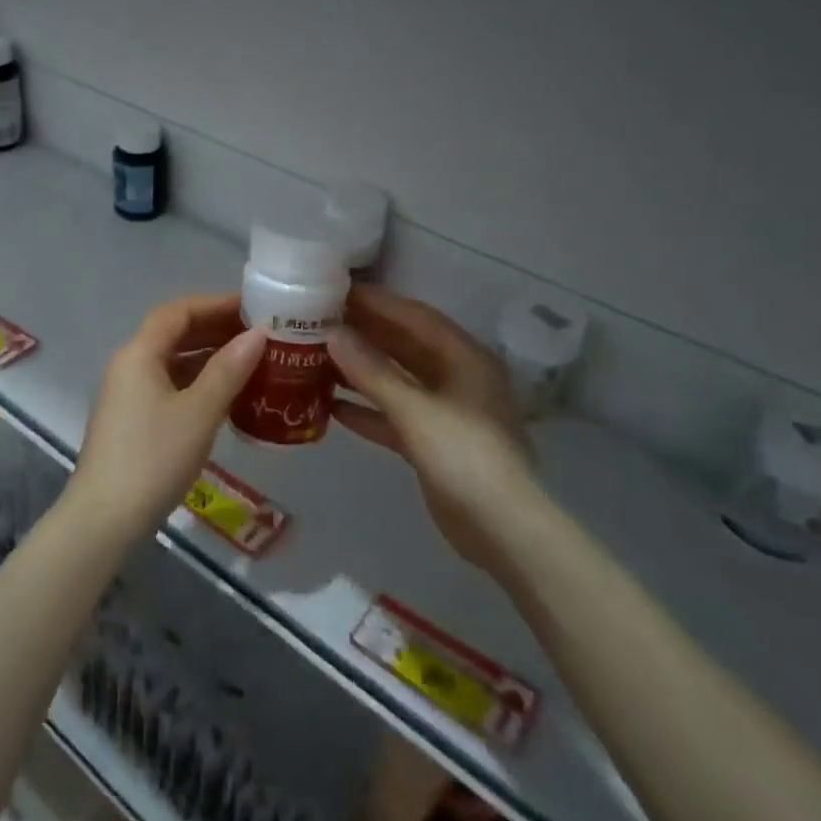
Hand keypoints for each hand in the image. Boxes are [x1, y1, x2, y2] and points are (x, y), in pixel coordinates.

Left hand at [68, 294, 263, 536]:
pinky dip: (197, 382)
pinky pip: (168, 385)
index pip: (178, 312)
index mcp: (139, 354)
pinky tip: (225, 395)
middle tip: (259, 334)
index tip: (253, 307)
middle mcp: (129, 365)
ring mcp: (127, 394)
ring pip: (172, 361)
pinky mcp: (132, 420)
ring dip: (208, 357)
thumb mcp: (199, 412)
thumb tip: (258, 333)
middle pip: (173, 333)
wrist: (105, 518)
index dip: (215, 304)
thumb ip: (229, 369)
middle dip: (215, 329)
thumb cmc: (154, 457)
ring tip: (250, 361)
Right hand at [328, 285, 541, 570]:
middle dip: (365, 334)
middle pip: (405, 346)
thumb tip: (333, 334)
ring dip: (362, 371)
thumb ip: (372, 371)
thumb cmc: (465, 456)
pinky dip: (368, 410)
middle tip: (320, 321)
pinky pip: (395, 416)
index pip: (415, 317)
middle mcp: (457, 378)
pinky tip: (332, 407)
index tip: (337, 290)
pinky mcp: (433, 443)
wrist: (503, 530)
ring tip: (318, 358)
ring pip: (398, 381)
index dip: (378, 302)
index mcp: (464, 358)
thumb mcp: (415, 409)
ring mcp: (446, 412)